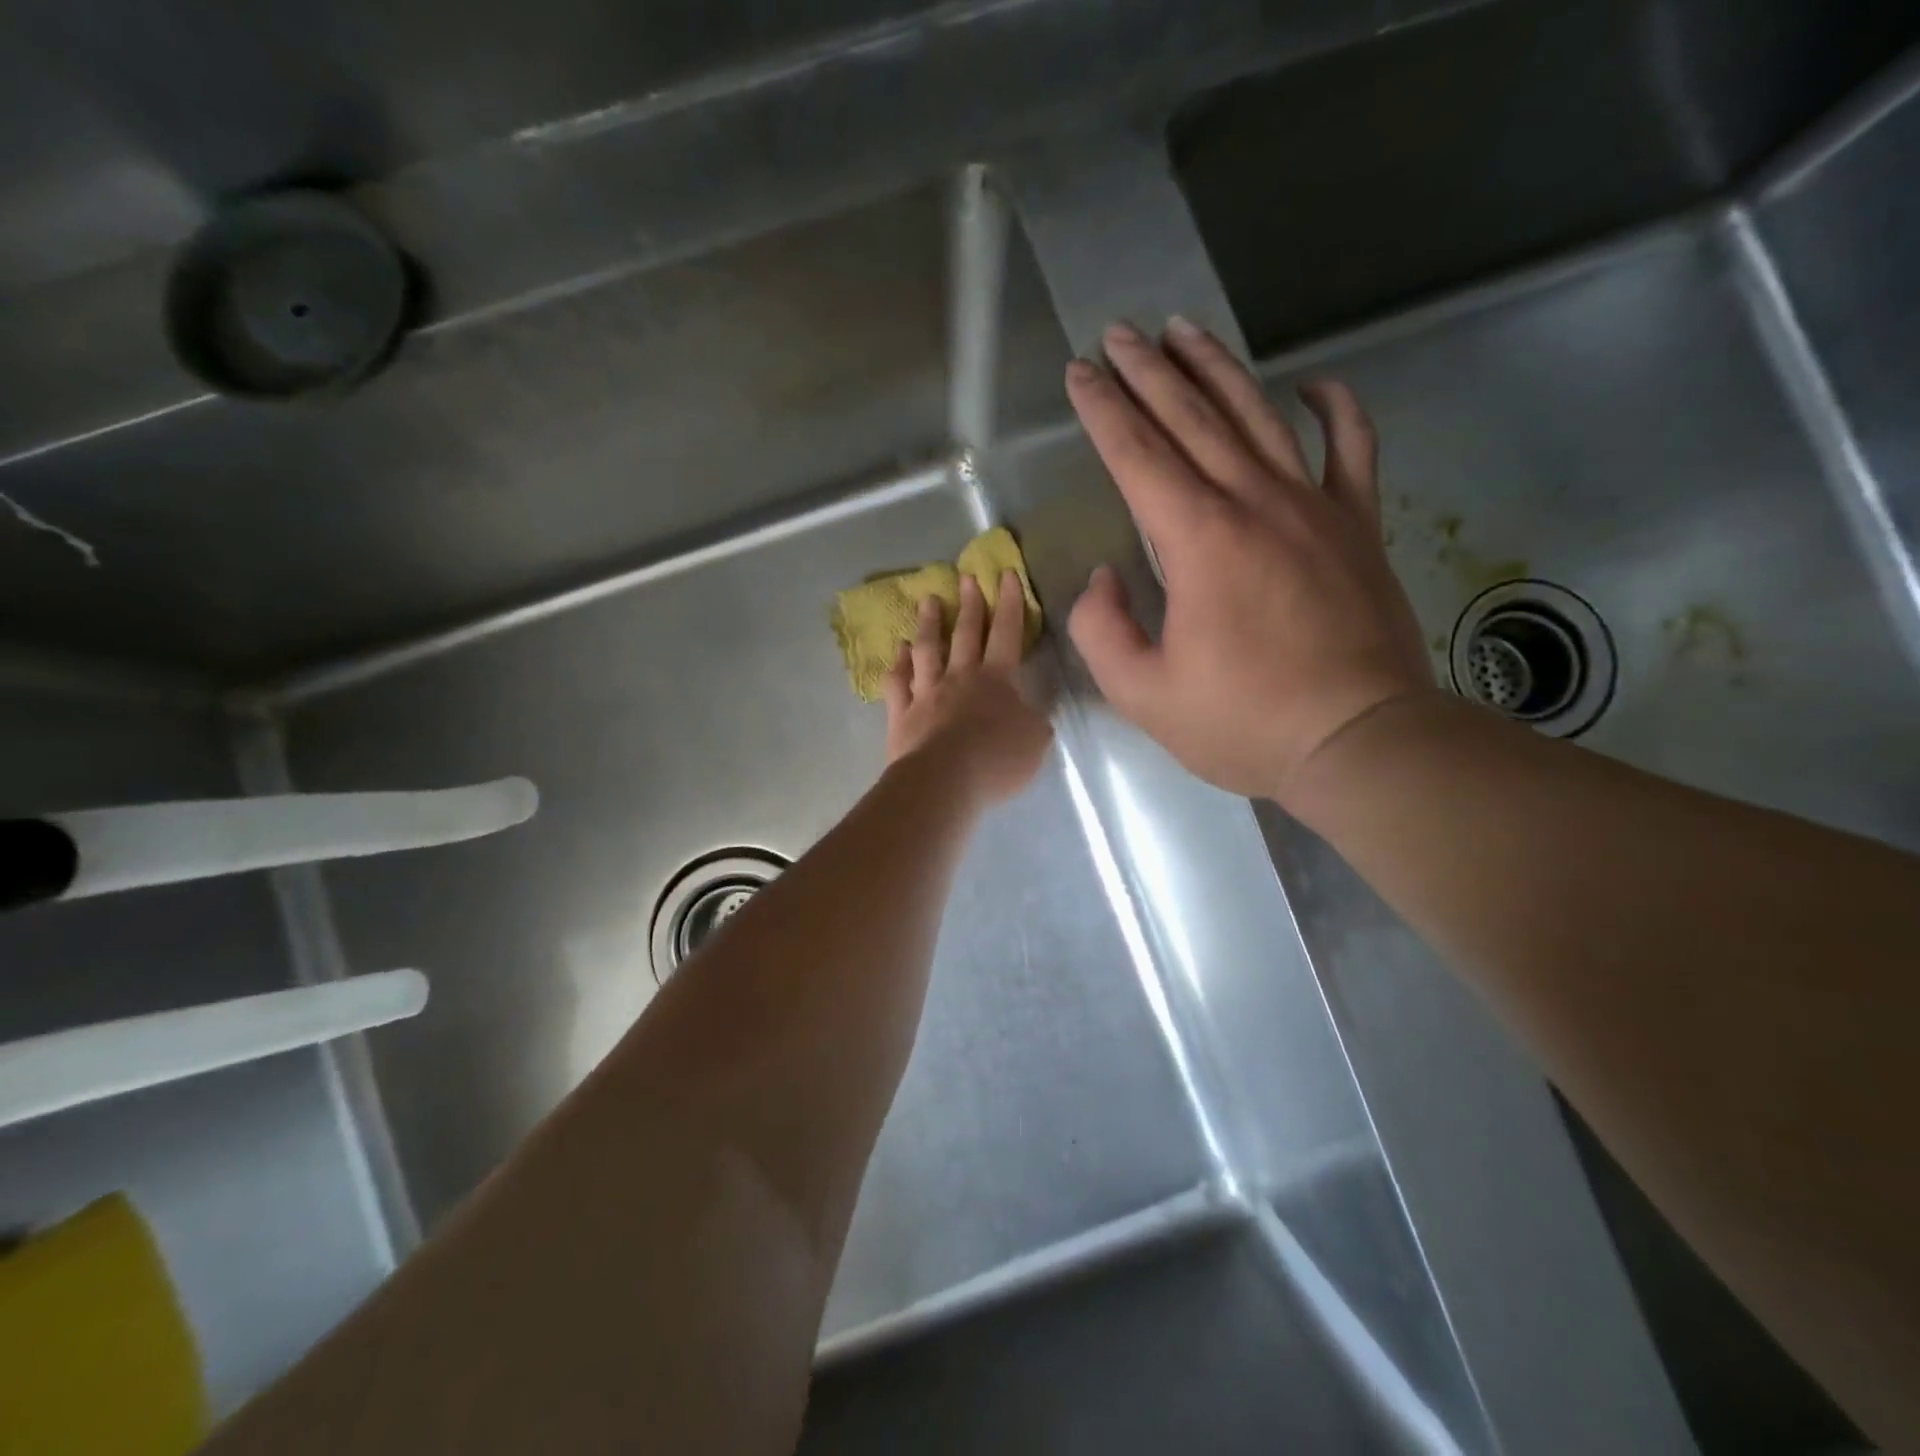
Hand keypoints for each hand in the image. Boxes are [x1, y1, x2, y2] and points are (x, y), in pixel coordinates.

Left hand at [884, 570, 1052, 805]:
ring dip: (928, 624)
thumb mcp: (1035, 742)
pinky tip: (899, 651)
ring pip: (927, 650)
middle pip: (965, 634)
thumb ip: (1034, 721)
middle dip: (969, 603)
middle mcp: (959, 678)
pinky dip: (898, 665)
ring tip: (928, 600)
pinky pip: (897, 683)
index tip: (1007, 575)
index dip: (1010, 603)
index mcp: (996, 680)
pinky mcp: (901, 714)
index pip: (1006, 633)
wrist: (944, 781)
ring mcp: (926, 694)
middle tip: (966, 576)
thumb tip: (1032, 711)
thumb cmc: (996, 760)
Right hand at [1064, 318, 1431, 805]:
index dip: (1102, 410)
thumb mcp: (1143, 694)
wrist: (1360, 740)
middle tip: (1119, 333)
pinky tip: (1314, 382)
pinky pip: (1353, 447)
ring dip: (1217, 368)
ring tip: (1185, 330)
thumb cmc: (1244, 723)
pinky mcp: (1358, 526)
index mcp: (1197, 540)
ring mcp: (1315, 507)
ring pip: (1259, 415)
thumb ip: (1102, 630)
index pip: (1137, 454)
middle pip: (1192, 417)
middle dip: (1148, 371)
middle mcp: (1254, 502)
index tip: (1079, 372)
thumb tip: (1102, 578)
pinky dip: (1336, 407)